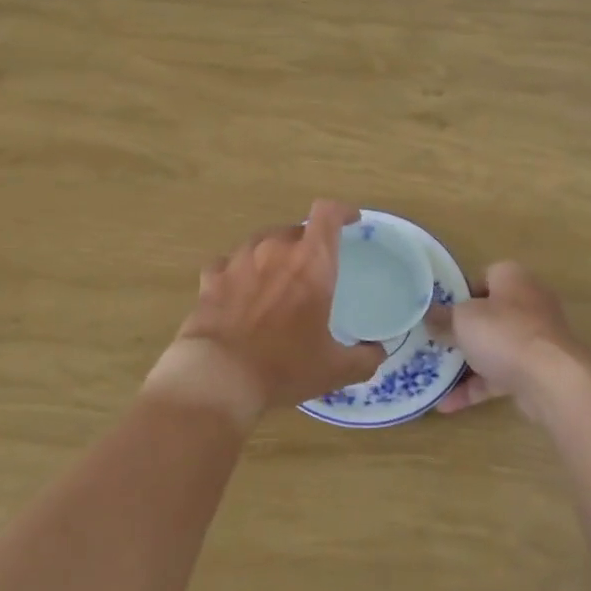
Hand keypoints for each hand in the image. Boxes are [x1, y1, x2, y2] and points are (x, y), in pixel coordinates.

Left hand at [144, 199, 386, 426]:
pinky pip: (229, 263)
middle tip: (312, 272)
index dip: (341, 211)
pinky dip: (238, 272)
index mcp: (311, 263)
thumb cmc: (284, 367)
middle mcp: (275, 249)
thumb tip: (378, 352)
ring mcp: (239, 260)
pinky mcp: (212, 277)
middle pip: (296, 230)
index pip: (327, 214)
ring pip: (262, 242)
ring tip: (276, 281)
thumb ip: (364, 358)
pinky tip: (239, 291)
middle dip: (307, 245)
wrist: (220, 378)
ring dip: (273, 255)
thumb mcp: (335, 369)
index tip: (351, 221)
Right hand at [430, 261, 590, 417]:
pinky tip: (448, 404)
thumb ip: (443, 317)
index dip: (461, 292)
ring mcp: (535, 339)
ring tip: (435, 375)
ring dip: (467, 362)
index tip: (440, 310)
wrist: (552, 380)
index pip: (484, 277)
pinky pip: (500, 376)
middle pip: (489, 314)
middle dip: (462, 331)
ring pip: (495, 347)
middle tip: (435, 342)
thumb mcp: (462, 320)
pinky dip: (477, 388)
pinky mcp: (537, 371)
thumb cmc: (504, 333)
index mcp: (513, 279)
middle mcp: (528, 303)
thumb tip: (428, 314)